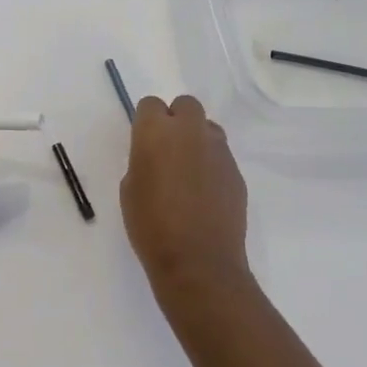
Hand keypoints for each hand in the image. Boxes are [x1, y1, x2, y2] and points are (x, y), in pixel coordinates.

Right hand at [120, 95, 250, 306]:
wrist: (198, 262)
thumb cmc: (151, 226)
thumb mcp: (130, 188)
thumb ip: (143, 160)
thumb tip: (157, 157)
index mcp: (156, 132)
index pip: (150, 104)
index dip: (146, 121)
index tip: (143, 142)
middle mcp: (190, 131)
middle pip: (185, 105)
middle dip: (176, 120)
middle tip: (167, 149)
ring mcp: (218, 150)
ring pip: (208, 128)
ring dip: (196, 139)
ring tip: (188, 170)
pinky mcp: (236, 171)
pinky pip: (221, 155)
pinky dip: (211, 164)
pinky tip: (204, 193)